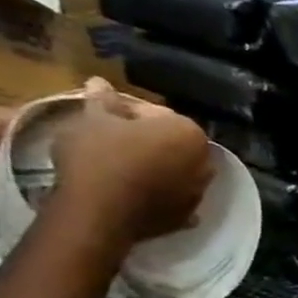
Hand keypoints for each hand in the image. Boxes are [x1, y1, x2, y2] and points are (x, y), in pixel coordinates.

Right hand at [50, 86, 212, 242]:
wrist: (99, 212)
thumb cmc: (97, 156)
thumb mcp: (92, 120)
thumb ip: (102, 101)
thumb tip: (100, 82)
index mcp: (189, 132)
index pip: (156, 113)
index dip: (126, 112)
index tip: (101, 116)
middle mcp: (205, 161)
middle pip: (170, 143)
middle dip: (145, 140)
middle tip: (108, 140)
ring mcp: (200, 190)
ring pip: (175, 170)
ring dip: (155, 166)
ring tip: (119, 166)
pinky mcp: (187, 215)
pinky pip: (173, 198)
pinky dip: (159, 194)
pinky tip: (139, 192)